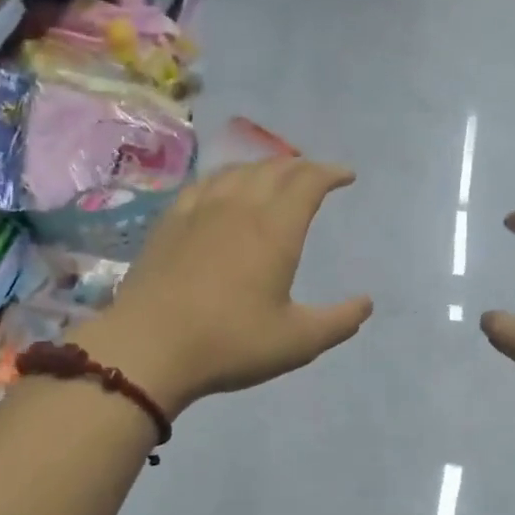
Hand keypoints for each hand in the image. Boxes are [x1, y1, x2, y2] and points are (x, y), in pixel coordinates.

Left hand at [71, 158, 372, 414]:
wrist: (148, 348)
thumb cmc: (230, 343)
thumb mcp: (298, 341)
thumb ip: (339, 321)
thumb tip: (366, 303)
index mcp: (275, 229)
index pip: (308, 182)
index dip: (331, 173)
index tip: (346, 176)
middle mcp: (240, 206)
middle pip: (275, 168)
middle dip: (302, 167)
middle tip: (316, 176)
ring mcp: (200, 210)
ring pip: (239, 170)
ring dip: (265, 168)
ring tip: (275, 177)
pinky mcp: (170, 221)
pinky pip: (205, 183)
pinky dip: (227, 177)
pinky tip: (223, 189)